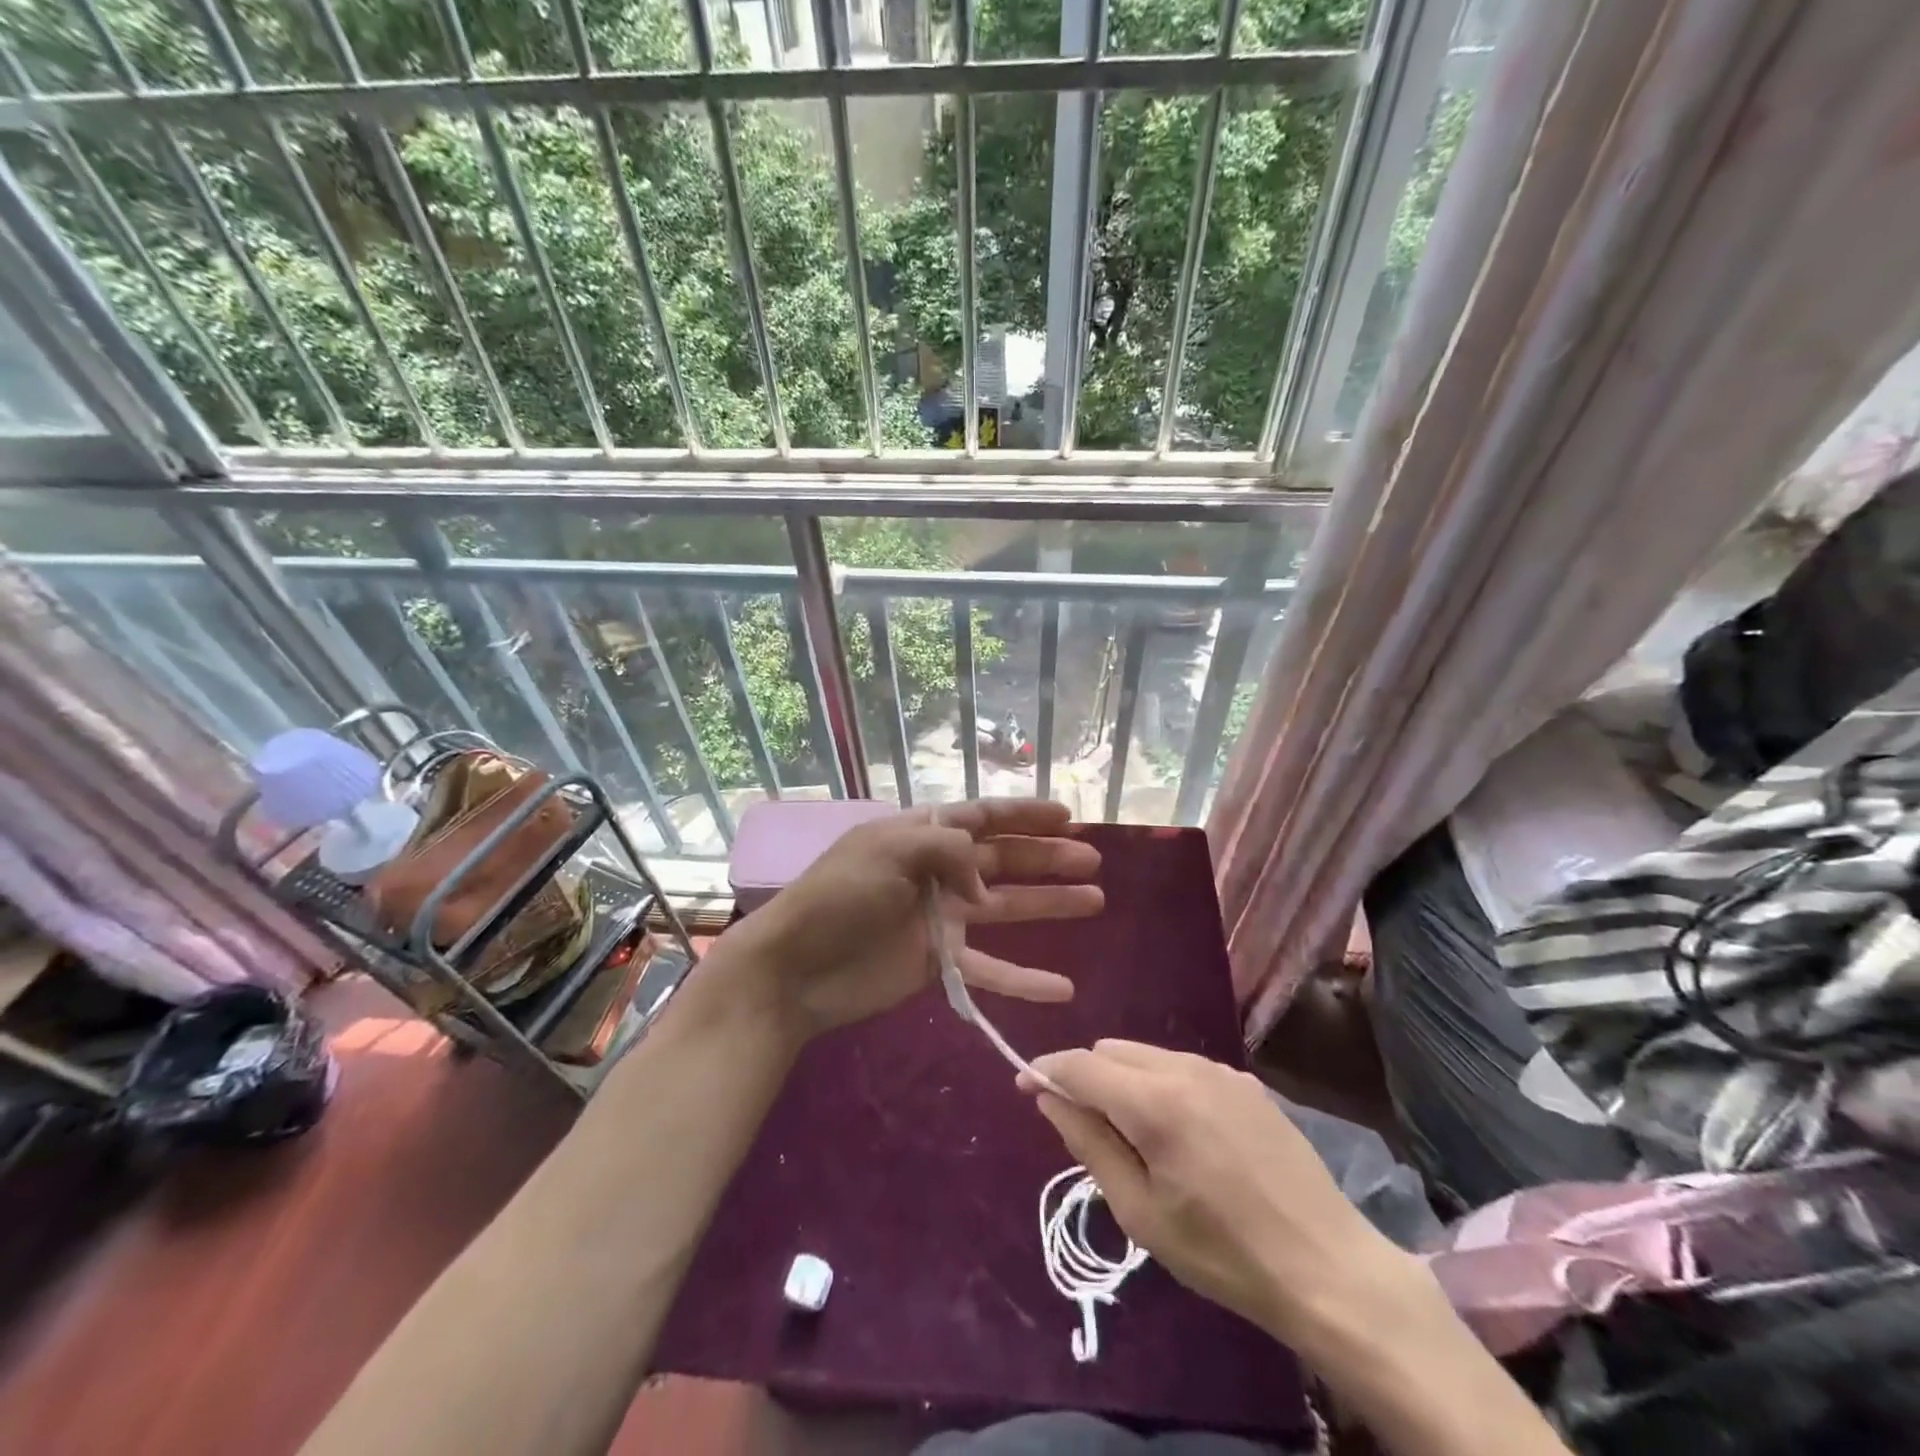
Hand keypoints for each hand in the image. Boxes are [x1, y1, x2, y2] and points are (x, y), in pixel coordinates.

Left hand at [727, 799, 1102, 1037]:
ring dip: (1049, 904)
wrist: (795, 968)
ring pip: (1007, 908)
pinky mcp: (940, 962)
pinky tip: (1062, 987)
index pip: (983, 816)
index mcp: (922, 835)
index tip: (1068, 816)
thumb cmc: (839, 897)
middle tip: (1092, 860)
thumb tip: (984, 885)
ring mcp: (941, 918)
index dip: (1025, 814)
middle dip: (1047, 858)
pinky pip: (991, 969)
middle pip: (1003, 859)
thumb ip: (949, 851)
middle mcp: (937, 871)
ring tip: (1095, 900)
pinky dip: (1025, 978)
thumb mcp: (890, 851)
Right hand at [1019, 1040, 1416, 1349]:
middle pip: (1111, 1051)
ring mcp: (1220, 1069)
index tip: (1025, 1087)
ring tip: (1137, 1137)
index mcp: (1154, 1101)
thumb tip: (1049, 1097)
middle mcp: (1184, 1067)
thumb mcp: (1140, 1213)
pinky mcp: (1247, 1081)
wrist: (1328, 1267)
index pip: (1080, 1064)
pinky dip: (1161, 1085)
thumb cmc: (1223, 1253)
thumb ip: (1088, 1144)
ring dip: (1124, 1080)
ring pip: (1146, 1054)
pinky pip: (1183, 1066)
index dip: (1046, 1071)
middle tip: (1088, 1130)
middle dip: (1087, 1077)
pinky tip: (1183, 1134)